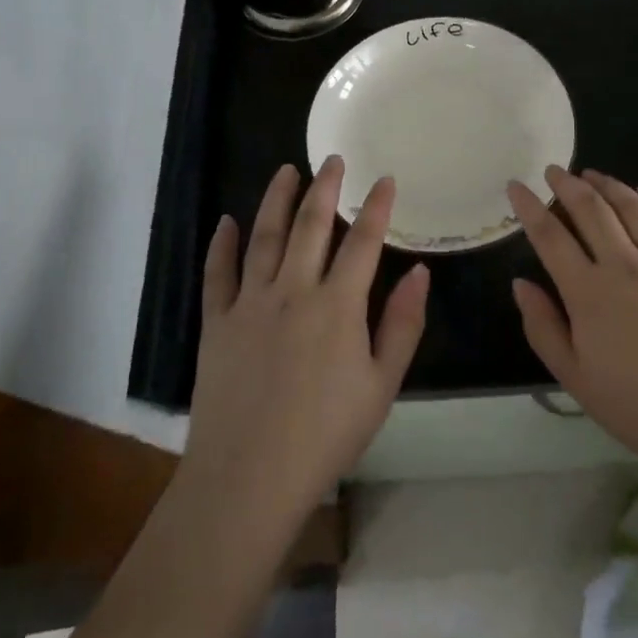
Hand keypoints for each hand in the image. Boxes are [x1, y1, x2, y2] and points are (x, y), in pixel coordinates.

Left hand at [183, 157, 428, 532]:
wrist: (249, 477)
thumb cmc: (326, 435)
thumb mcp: (382, 385)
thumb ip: (402, 324)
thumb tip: (420, 272)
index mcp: (338, 305)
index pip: (363, 242)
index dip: (376, 207)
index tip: (384, 179)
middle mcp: (293, 290)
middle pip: (311, 226)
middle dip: (325, 188)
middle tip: (333, 160)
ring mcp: (250, 303)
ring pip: (265, 237)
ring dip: (277, 200)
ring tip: (286, 171)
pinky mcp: (216, 322)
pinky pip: (218, 273)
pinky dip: (222, 244)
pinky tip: (228, 222)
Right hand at [507, 167, 637, 504]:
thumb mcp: (576, 379)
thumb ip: (544, 327)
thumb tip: (521, 284)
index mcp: (588, 293)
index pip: (550, 236)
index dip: (529, 207)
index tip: (516, 185)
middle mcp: (625, 265)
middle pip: (591, 210)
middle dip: (567, 185)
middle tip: (554, 171)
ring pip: (632, 208)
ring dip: (608, 185)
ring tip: (593, 175)